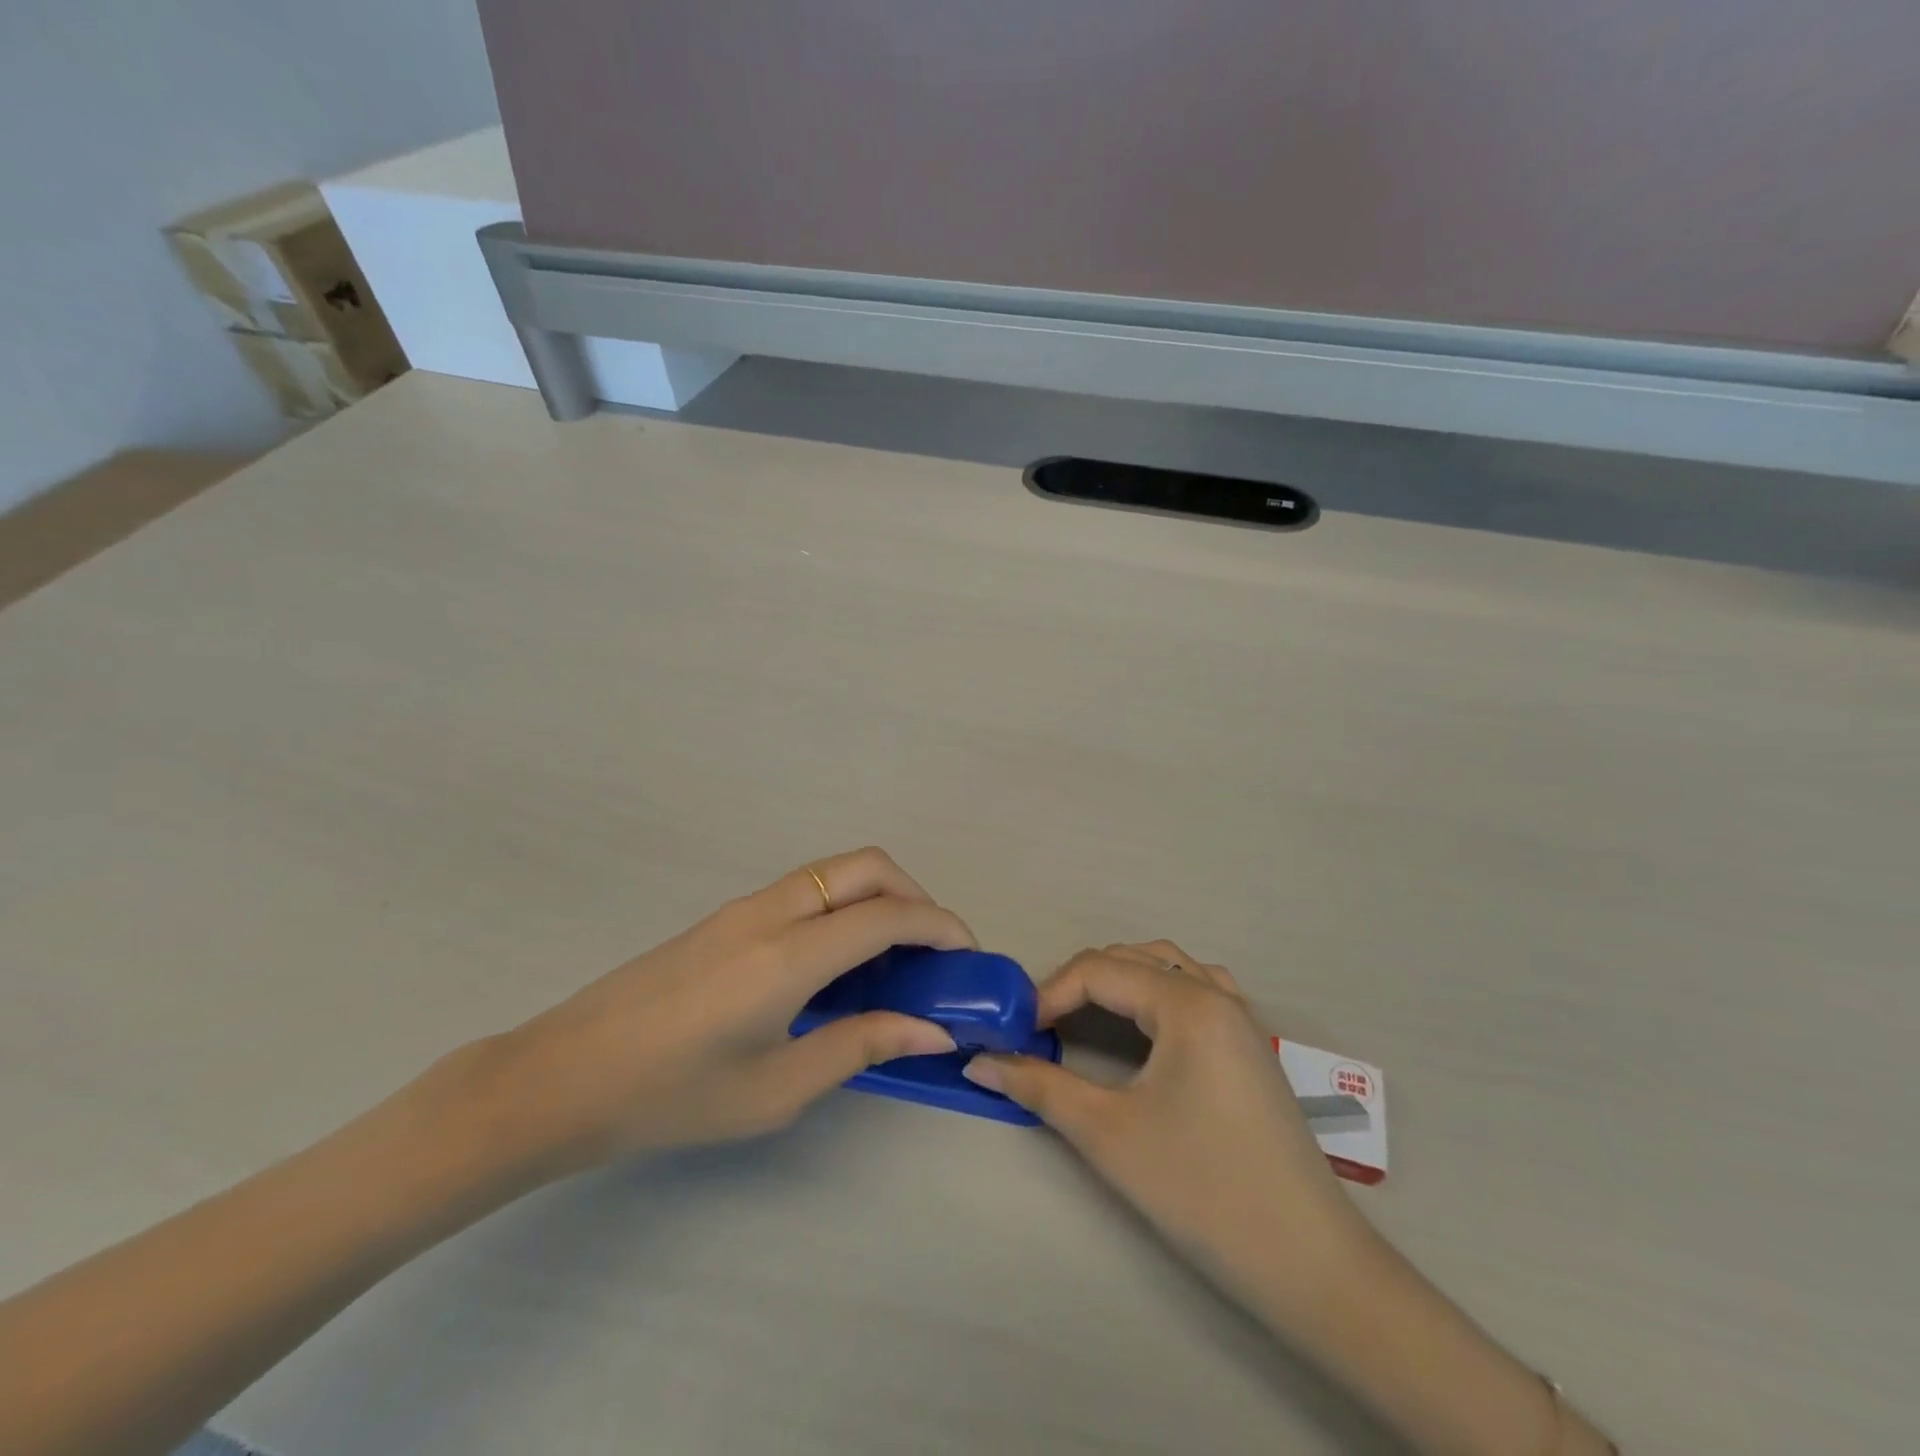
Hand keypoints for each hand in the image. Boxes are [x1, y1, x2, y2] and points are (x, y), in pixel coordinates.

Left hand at [473, 848, 972, 1181]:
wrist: (562, 1077)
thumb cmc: (670, 1097)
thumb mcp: (775, 1090)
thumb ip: (860, 1047)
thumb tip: (932, 1030)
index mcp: (788, 956)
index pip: (888, 916)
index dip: (941, 927)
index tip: (968, 957)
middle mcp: (772, 912)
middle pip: (868, 865)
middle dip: (916, 894)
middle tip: (930, 952)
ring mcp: (745, 905)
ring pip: (836, 870)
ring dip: (879, 895)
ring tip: (891, 958)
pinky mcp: (728, 915)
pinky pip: (807, 888)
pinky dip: (844, 905)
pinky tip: (837, 963)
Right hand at [962, 941, 1359, 1282]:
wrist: (1309, 1264)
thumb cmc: (1202, 1190)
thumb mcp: (1108, 1135)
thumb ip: (1039, 1087)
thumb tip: (979, 1061)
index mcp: (1186, 1003)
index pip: (1098, 970)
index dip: (1048, 994)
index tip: (1015, 1033)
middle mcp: (1216, 994)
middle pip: (1131, 959)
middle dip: (1079, 984)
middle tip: (1042, 1028)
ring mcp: (1241, 1018)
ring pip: (1167, 967)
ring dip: (1120, 980)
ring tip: (1086, 1017)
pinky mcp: (1251, 1047)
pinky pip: (1197, 990)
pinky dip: (1158, 992)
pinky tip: (1147, 1027)